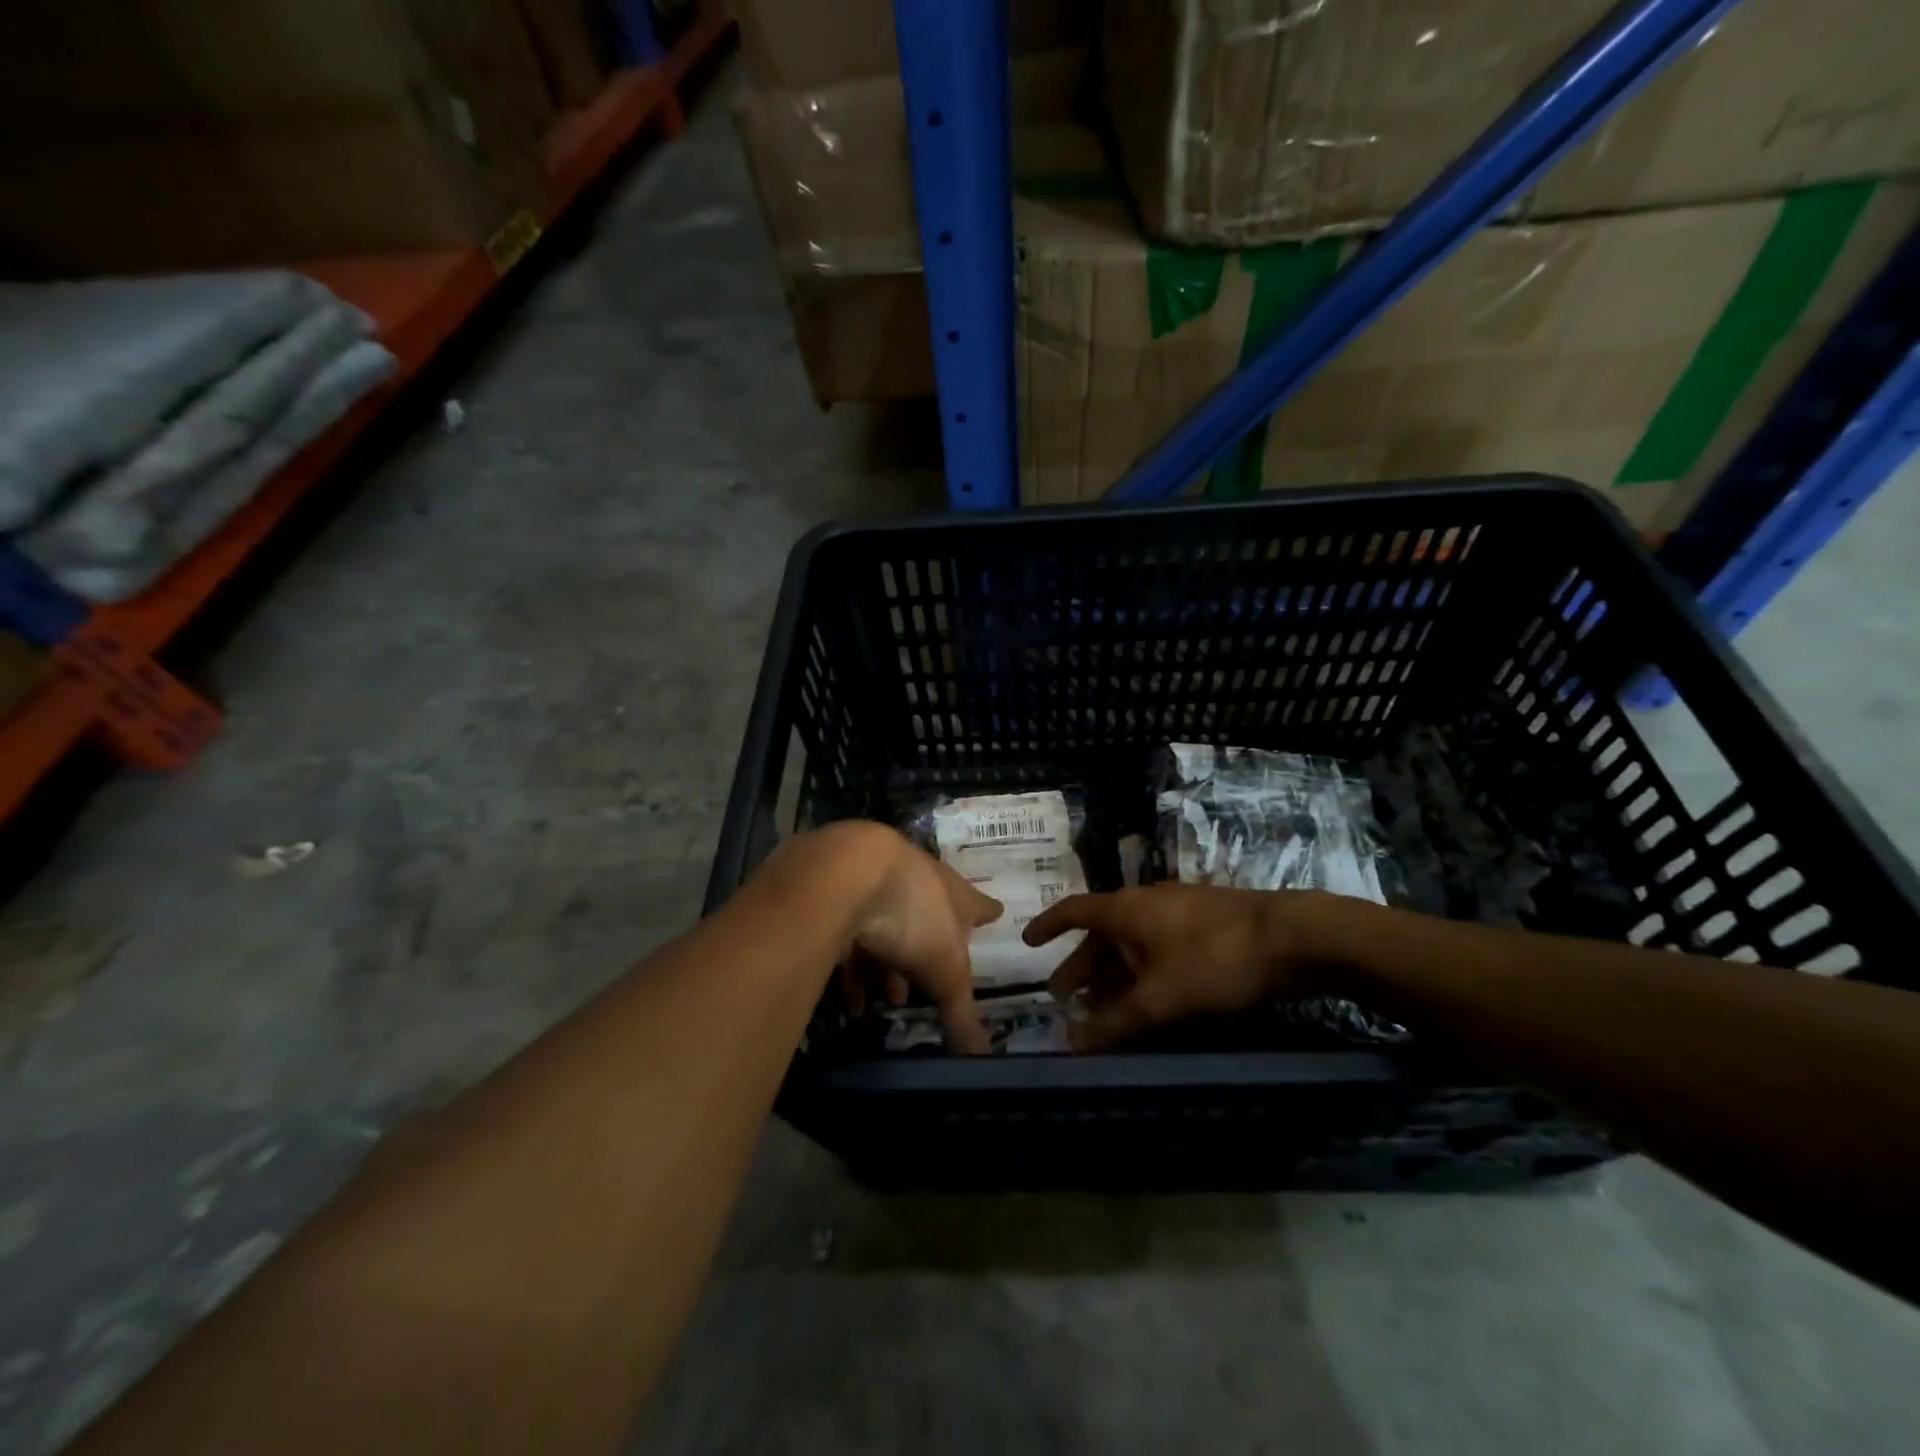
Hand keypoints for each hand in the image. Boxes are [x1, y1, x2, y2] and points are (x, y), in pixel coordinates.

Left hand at [800, 823, 1002, 1052]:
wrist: (846, 871)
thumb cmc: (914, 915)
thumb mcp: (945, 972)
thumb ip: (961, 1014)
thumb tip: (981, 1057)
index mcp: (954, 893)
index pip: (978, 905)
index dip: (987, 913)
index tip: (997, 914)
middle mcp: (918, 882)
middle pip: (928, 919)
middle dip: (926, 956)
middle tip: (925, 989)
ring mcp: (876, 883)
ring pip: (887, 929)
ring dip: (888, 966)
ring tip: (885, 1001)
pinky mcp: (838, 893)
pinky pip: (851, 935)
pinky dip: (854, 968)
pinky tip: (851, 999)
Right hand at [1023, 884, 1329, 1051]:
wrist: (1291, 937)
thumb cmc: (1214, 958)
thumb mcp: (1160, 997)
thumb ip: (1115, 1023)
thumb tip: (1073, 1045)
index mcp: (1125, 909)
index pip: (1073, 911)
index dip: (1047, 926)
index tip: (1027, 943)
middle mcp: (1145, 905)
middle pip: (1101, 934)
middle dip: (1080, 966)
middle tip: (1063, 997)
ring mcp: (1177, 915)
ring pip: (1131, 945)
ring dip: (1112, 976)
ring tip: (1100, 1010)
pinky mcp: (1204, 929)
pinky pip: (1157, 951)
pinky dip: (1142, 975)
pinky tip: (1148, 1002)